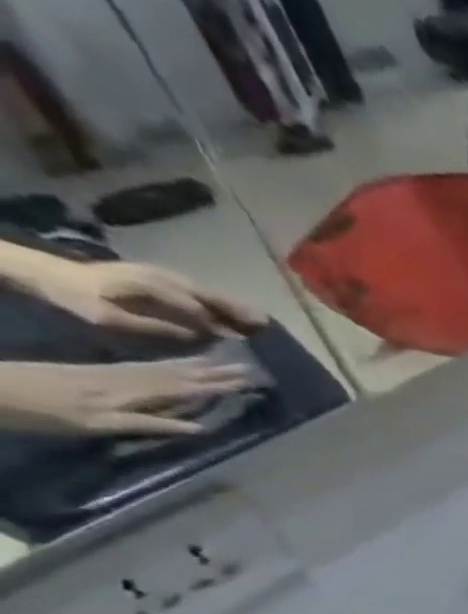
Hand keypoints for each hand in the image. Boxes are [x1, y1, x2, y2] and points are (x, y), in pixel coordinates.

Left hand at [0, 359, 259, 437]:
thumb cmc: (44, 414)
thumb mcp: (99, 425)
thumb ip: (150, 425)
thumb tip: (200, 428)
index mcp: (135, 392)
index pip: (188, 388)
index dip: (221, 385)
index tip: (250, 381)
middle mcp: (130, 379)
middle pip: (182, 375)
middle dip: (216, 373)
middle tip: (249, 369)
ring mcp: (115, 374)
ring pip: (167, 369)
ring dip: (198, 367)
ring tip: (224, 363)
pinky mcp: (102, 372)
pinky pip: (148, 367)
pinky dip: (170, 366)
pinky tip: (179, 365)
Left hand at [26, 257, 267, 340]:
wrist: (53, 273)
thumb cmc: (79, 298)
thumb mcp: (109, 317)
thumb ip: (155, 326)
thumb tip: (197, 334)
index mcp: (153, 286)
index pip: (197, 306)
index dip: (220, 323)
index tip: (241, 340)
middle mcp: (165, 277)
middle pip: (210, 295)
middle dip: (239, 310)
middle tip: (267, 325)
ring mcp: (165, 275)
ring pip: (208, 292)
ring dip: (234, 306)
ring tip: (261, 320)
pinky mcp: (164, 278)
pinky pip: (200, 291)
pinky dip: (220, 302)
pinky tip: (232, 312)